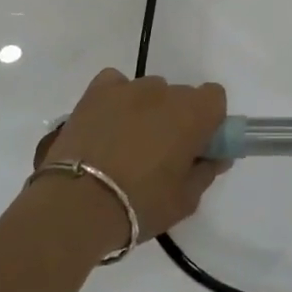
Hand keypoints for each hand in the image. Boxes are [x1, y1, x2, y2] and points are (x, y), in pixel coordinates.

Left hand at [30, 69, 228, 245]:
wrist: (76, 206)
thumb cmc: (140, 204)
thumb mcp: (186, 200)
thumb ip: (206, 171)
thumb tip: (215, 157)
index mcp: (193, 113)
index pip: (215, 98)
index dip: (209, 120)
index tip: (197, 145)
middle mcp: (164, 92)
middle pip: (180, 96)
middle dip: (176, 118)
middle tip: (162, 152)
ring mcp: (128, 88)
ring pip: (149, 91)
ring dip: (147, 110)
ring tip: (126, 143)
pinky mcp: (95, 93)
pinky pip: (115, 85)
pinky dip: (116, 99)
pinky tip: (107, 124)